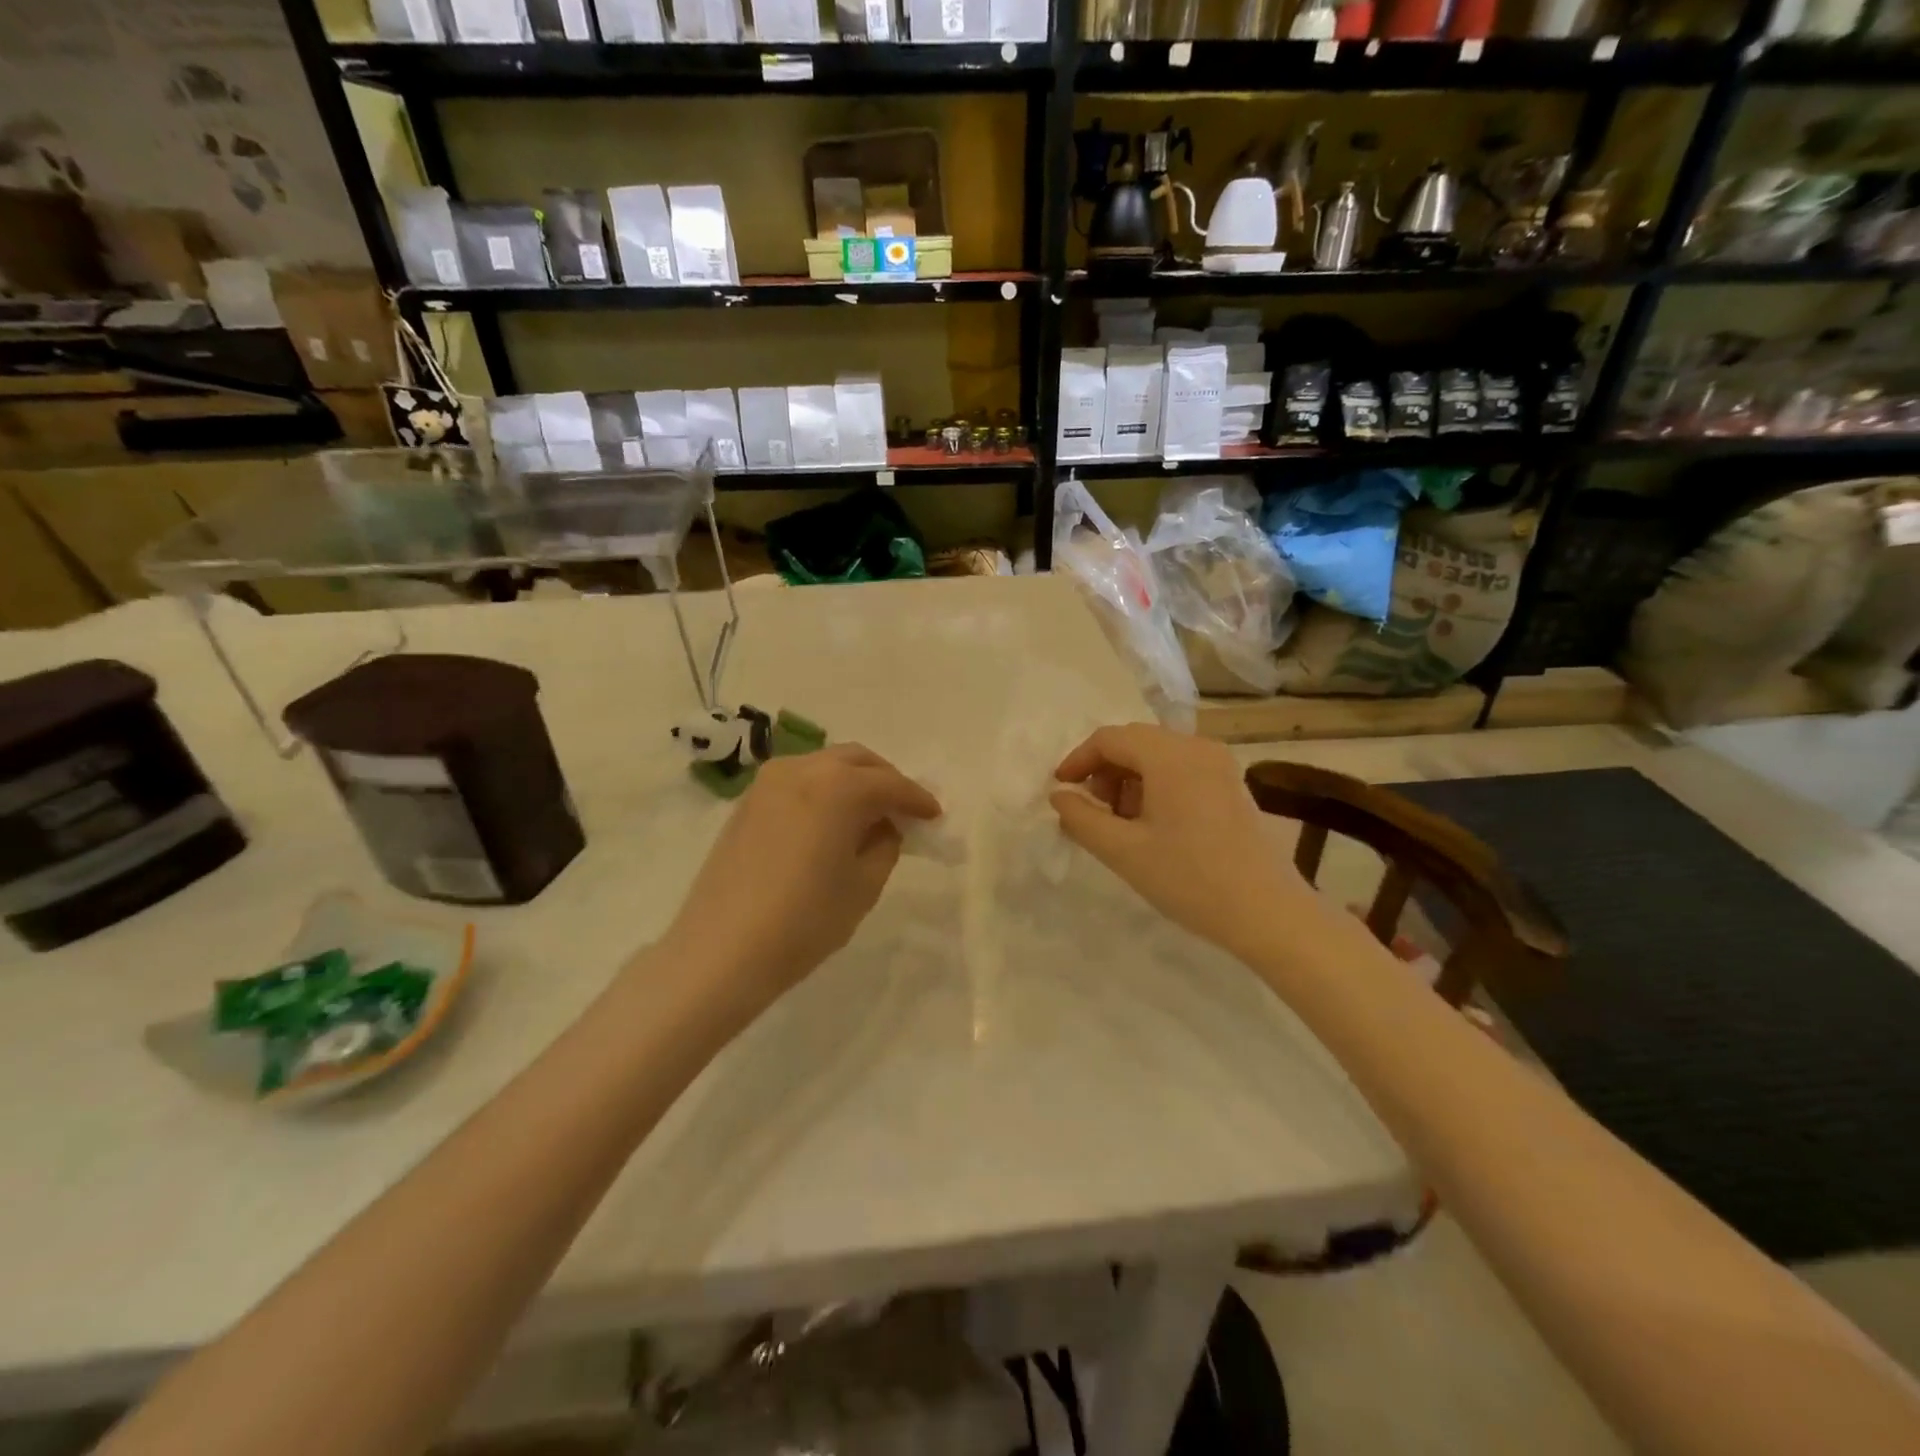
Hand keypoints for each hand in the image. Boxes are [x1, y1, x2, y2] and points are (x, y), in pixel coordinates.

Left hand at [658, 744, 940, 1019]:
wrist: (721, 951)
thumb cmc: (804, 921)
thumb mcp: (863, 886)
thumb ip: (884, 846)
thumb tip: (884, 827)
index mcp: (838, 786)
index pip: (890, 784)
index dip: (917, 799)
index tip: (934, 816)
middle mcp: (803, 769)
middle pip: (856, 760)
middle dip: (885, 780)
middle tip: (903, 810)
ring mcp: (768, 782)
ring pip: (824, 765)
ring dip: (853, 781)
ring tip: (867, 815)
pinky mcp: (747, 802)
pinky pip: (798, 780)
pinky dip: (823, 790)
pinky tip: (830, 821)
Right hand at [1050, 724, 1310, 961]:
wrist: (1268, 913)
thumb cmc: (1190, 879)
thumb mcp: (1123, 851)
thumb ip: (1082, 819)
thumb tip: (1059, 796)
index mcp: (1170, 755)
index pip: (1110, 739)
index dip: (1078, 760)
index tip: (1060, 790)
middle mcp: (1197, 747)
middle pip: (1135, 742)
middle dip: (1104, 771)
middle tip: (1091, 811)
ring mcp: (1220, 765)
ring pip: (1158, 756)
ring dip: (1128, 780)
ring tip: (1119, 823)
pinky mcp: (1231, 785)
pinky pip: (1181, 771)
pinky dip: (1155, 787)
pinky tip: (1151, 826)